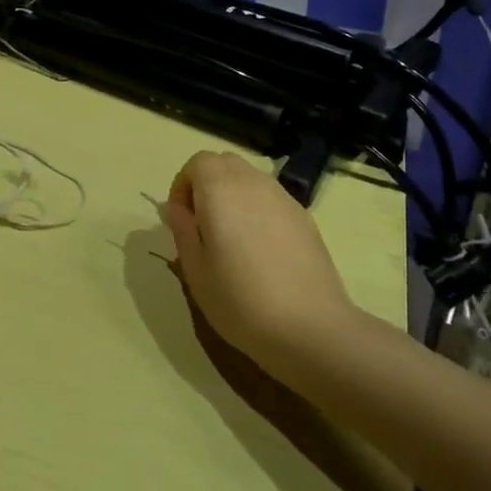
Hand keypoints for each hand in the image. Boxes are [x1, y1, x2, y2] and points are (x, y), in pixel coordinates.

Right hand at [162, 150, 357, 381]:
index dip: (184, 185)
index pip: (197, 162)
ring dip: (234, 195)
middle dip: (208, 184)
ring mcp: (282, 198)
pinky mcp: (305, 217)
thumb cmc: (241, 301)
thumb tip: (178, 208)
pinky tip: (263, 250)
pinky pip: (272, 199)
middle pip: (224, 163)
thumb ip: (182, 230)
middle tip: (204, 225)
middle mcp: (252, 182)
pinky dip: (259, 210)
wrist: (312, 328)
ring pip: (249, 178)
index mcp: (219, 189)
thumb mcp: (195, 271)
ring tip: (234, 238)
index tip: (182, 220)